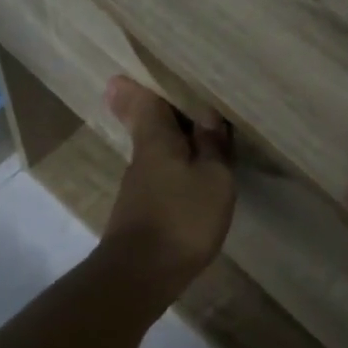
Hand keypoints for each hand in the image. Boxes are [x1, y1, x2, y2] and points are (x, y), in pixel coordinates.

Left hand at [100, 76, 235, 299]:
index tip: (135, 72)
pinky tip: (195, 178)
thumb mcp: (213, 179)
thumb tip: (207, 115)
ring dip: (175, 142)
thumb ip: (212, 146)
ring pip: (156, 151)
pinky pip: (161, 176)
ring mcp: (138, 187)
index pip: (144, 101)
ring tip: (204, 136)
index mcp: (155, 140)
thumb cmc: (181, 219)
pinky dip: (177, 169)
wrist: (141, 275)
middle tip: (184, 99)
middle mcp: (141, 157)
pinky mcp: (142, 212)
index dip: (141, 85)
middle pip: (148, 124)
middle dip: (161, 111)